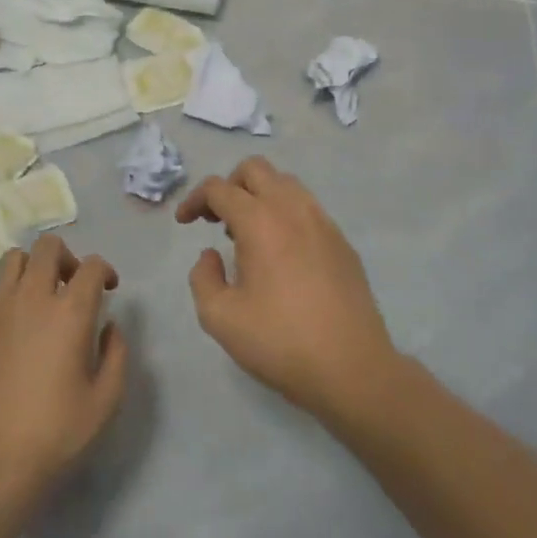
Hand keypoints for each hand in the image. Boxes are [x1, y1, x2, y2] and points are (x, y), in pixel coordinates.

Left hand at [0, 234, 127, 519]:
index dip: (104, 271)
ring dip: (32, 269)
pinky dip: (5, 298)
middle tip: (73, 286)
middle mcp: (30, 298)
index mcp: (69, 313)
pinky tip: (11, 329)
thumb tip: (109, 326)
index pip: (91, 266)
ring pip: (12, 260)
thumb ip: (116, 353)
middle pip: (48, 247)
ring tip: (39, 299)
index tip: (108, 289)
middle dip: (67, 258)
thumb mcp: (106, 401)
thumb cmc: (56, 435)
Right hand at [177, 158, 397, 421]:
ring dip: (259, 196)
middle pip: (255, 169)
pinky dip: (285, 214)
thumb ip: (203, 277)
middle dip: (229, 186)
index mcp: (260, 222)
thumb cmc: (280, 342)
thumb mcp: (220, 317)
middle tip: (216, 219)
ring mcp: (324, 223)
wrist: (351, 368)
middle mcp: (293, 210)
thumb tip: (211, 255)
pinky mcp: (342, 242)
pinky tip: (281, 253)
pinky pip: (308, 208)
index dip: (194, 199)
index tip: (185, 222)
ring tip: (248, 235)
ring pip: (286, 184)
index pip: (219, 188)